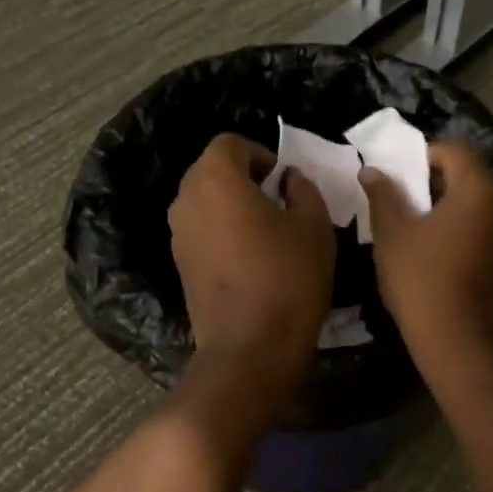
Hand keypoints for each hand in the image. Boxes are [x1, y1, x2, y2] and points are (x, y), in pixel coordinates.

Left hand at [168, 133, 335, 390]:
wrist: (249, 348)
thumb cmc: (288, 277)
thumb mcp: (314, 226)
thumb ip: (302, 189)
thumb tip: (288, 180)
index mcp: (216, 179)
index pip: (230, 143)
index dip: (260, 153)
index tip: (283, 180)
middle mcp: (186, 199)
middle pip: (212, 170)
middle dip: (244, 177)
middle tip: (278, 202)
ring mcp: (178, 234)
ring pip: (205, 201)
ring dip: (232, 205)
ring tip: (266, 230)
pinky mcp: (179, 263)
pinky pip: (201, 229)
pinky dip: (222, 230)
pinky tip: (250, 257)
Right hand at [359, 140, 492, 371]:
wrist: (459, 341)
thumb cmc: (422, 279)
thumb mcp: (393, 233)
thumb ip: (383, 195)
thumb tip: (371, 170)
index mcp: (479, 190)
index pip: (455, 151)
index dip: (425, 155)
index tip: (398, 174)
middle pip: (469, 174)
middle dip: (434, 179)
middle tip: (401, 198)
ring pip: (477, 201)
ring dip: (447, 203)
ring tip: (414, 223)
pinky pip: (484, 224)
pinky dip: (461, 224)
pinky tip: (435, 248)